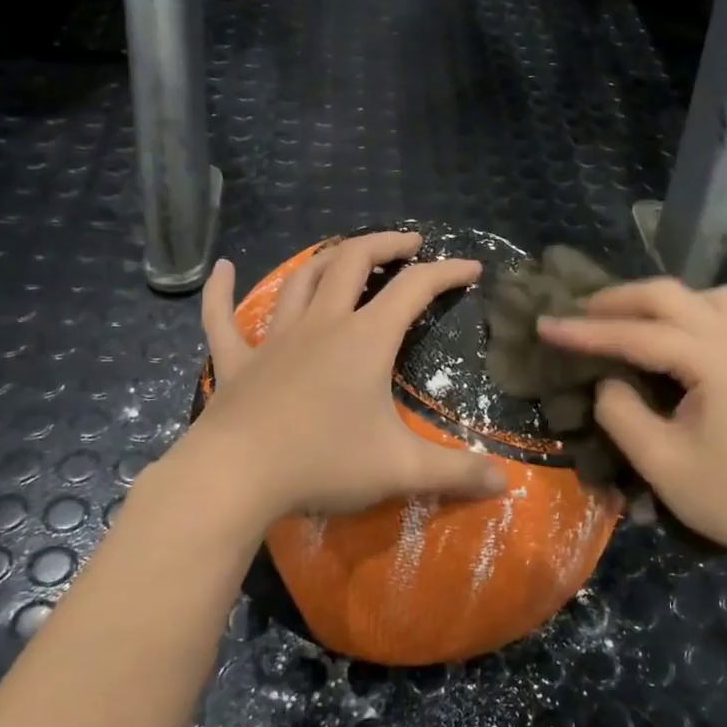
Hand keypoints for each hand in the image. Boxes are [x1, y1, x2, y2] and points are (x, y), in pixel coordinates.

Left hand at [191, 231, 507, 521]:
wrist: (237, 476)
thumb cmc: (323, 463)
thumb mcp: (401, 469)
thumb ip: (457, 473)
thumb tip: (504, 483)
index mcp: (365, 340)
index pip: (414, 289)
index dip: (447, 272)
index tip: (472, 268)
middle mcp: (321, 325)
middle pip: (353, 262)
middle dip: (386, 245)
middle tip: (409, 243)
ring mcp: (274, 339)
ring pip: (300, 281)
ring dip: (327, 260)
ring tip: (347, 255)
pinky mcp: (237, 362)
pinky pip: (222, 318)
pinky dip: (221, 292)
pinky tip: (222, 269)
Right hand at [537, 278, 726, 579]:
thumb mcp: (661, 463)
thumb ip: (620, 412)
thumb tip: (608, 382)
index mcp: (716, 360)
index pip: (636, 334)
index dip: (584, 330)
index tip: (543, 325)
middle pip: (671, 295)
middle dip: (618, 300)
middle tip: (577, 314)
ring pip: (703, 296)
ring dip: (658, 301)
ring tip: (623, 322)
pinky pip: (723, 315)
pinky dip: (687, 313)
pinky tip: (669, 340)